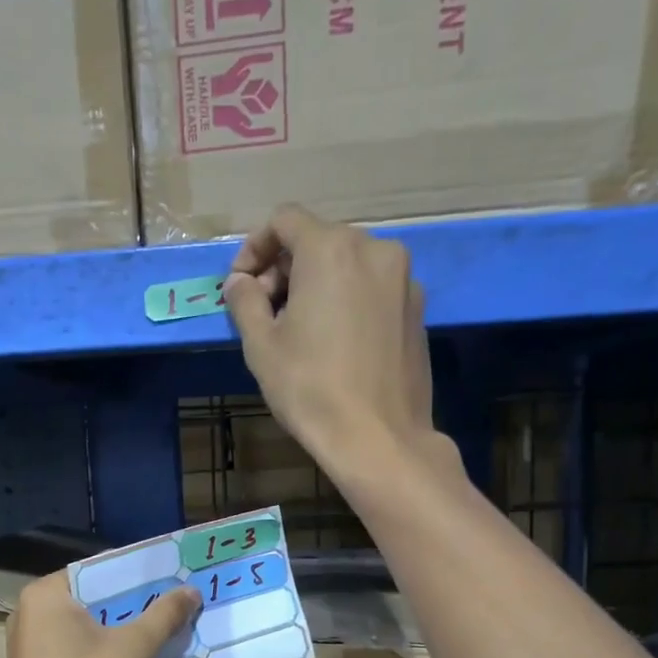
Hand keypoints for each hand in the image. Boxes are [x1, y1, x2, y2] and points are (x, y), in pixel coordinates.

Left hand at [0, 572, 200, 657]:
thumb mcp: (130, 651)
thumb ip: (162, 616)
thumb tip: (191, 590)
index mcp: (44, 597)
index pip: (97, 569)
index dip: (137, 571)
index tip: (173, 571)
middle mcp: (34, 616)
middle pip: (97, 598)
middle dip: (139, 602)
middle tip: (182, 596)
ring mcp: (38, 650)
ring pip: (95, 628)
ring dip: (132, 629)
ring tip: (176, 622)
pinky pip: (88, 652)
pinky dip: (116, 653)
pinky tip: (153, 655)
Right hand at [223, 205, 439, 478]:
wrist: (378, 438)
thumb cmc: (310, 388)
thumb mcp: (261, 345)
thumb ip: (245, 301)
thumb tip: (240, 282)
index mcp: (331, 249)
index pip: (284, 220)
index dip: (255, 247)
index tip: (241, 285)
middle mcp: (375, 250)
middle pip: (318, 240)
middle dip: (285, 268)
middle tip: (265, 312)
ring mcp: (404, 279)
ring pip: (348, 263)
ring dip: (316, 284)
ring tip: (299, 330)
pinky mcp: (417, 309)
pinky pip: (372, 288)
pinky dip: (347, 299)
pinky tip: (335, 343)